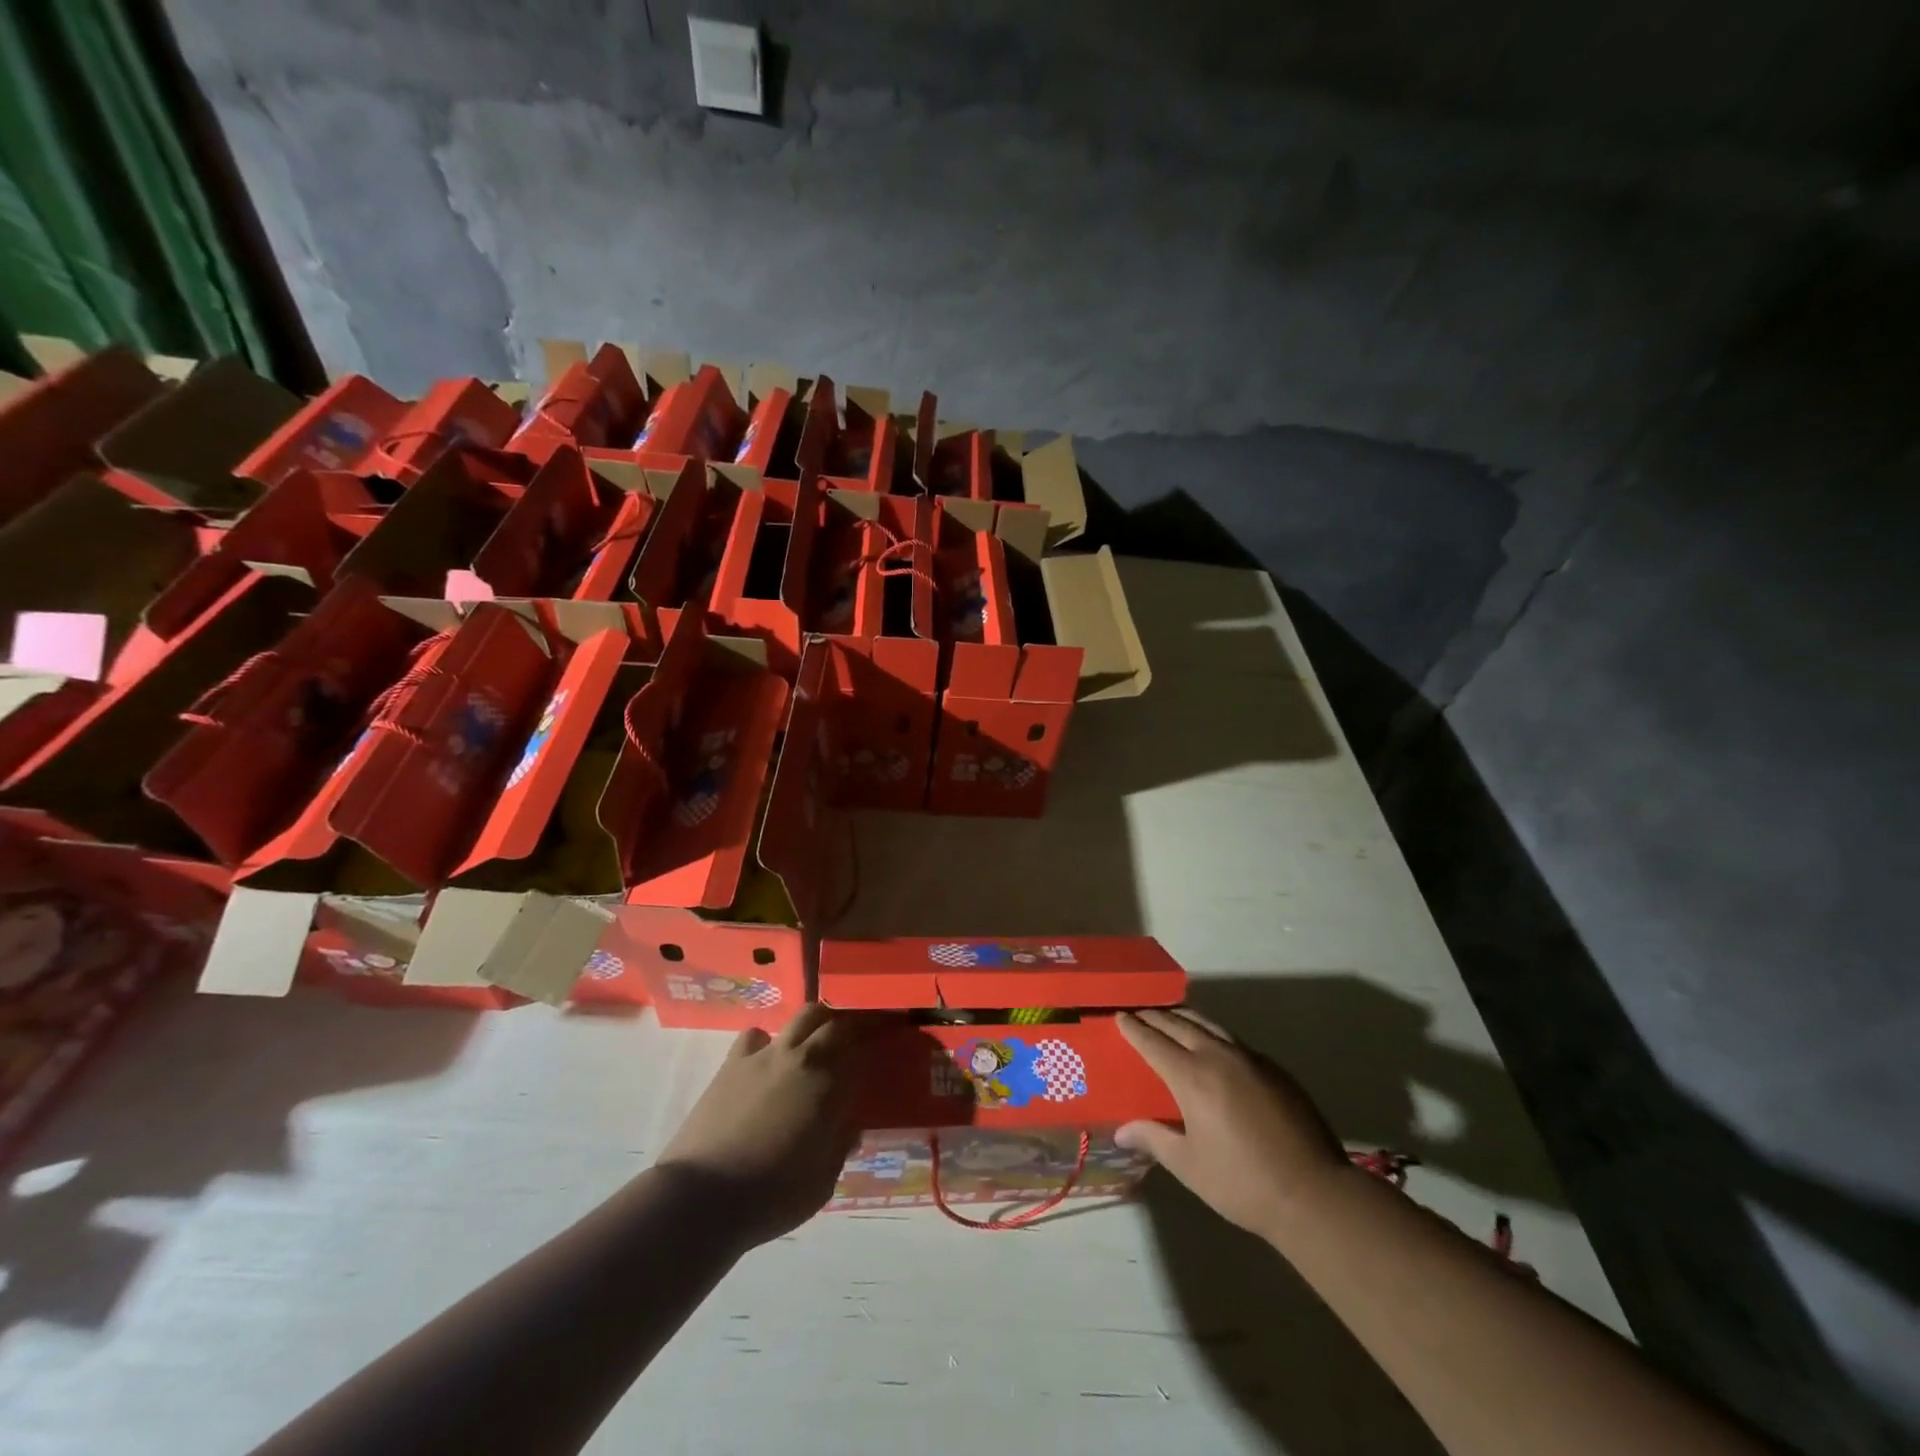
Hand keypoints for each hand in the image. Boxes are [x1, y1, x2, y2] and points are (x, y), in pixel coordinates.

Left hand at [656, 1005, 872, 1247]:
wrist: (701, 1198)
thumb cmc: (772, 1196)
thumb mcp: (823, 1180)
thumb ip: (840, 1144)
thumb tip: (849, 1124)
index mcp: (829, 1083)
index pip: (862, 1046)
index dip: (877, 1039)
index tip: (887, 1039)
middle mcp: (802, 1057)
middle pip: (834, 1021)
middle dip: (850, 1024)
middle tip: (857, 1037)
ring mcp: (765, 1054)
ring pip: (801, 1016)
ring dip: (816, 1023)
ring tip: (817, 1041)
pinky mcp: (733, 1062)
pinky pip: (757, 1035)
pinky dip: (769, 1040)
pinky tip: (768, 1060)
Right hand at [1116, 1008, 1349, 1241]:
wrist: (1313, 1193)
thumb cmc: (1242, 1183)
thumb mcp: (1189, 1165)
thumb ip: (1154, 1139)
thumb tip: (1121, 1130)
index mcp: (1192, 1077)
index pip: (1154, 1042)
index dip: (1134, 1028)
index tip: (1119, 1016)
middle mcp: (1218, 1057)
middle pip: (1180, 1024)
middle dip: (1156, 1016)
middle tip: (1139, 1013)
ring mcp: (1250, 1059)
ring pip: (1210, 1025)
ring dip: (1185, 1018)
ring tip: (1171, 1017)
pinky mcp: (1274, 1069)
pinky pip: (1233, 1040)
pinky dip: (1212, 1033)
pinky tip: (1212, 1046)